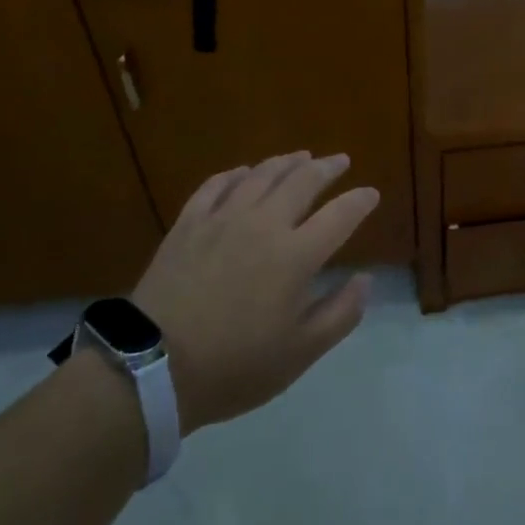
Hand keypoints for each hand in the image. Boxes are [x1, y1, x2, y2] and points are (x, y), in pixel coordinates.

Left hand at [132, 152, 378, 435]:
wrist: (152, 368)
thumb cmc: (233, 366)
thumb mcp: (299, 354)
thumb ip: (340, 314)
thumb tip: (365, 279)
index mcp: (296, 255)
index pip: (340, 215)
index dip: (360, 201)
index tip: (371, 194)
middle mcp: (264, 224)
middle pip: (303, 181)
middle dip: (327, 167)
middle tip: (340, 160)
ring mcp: (223, 218)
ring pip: (262, 174)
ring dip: (287, 162)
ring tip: (301, 156)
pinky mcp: (189, 223)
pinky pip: (217, 185)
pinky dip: (236, 174)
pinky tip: (243, 172)